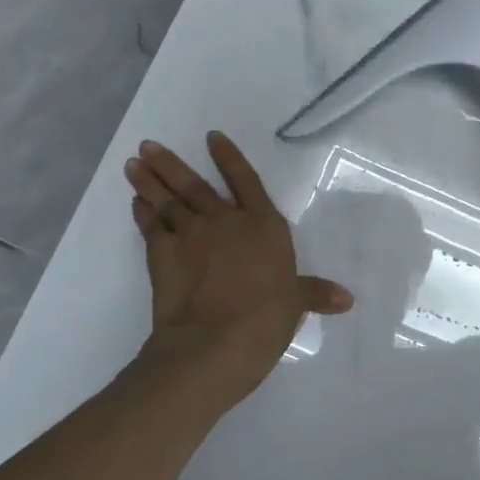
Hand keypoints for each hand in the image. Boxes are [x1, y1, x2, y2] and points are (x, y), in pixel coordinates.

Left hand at [125, 133, 352, 394]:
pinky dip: (142, 213)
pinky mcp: (162, 256)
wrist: (214, 342)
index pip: (246, 181)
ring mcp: (190, 236)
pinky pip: (151, 227)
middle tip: (147, 146)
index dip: (229, 158)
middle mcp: (225, 222)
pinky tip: (136, 202)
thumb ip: (315, 293)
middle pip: (196, 186)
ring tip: (132, 163)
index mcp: (263, 225)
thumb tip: (347, 300)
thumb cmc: (266, 318)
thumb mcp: (295, 304)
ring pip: (168, 201)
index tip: (211, 137)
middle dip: (171, 164)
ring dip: (150, 182)